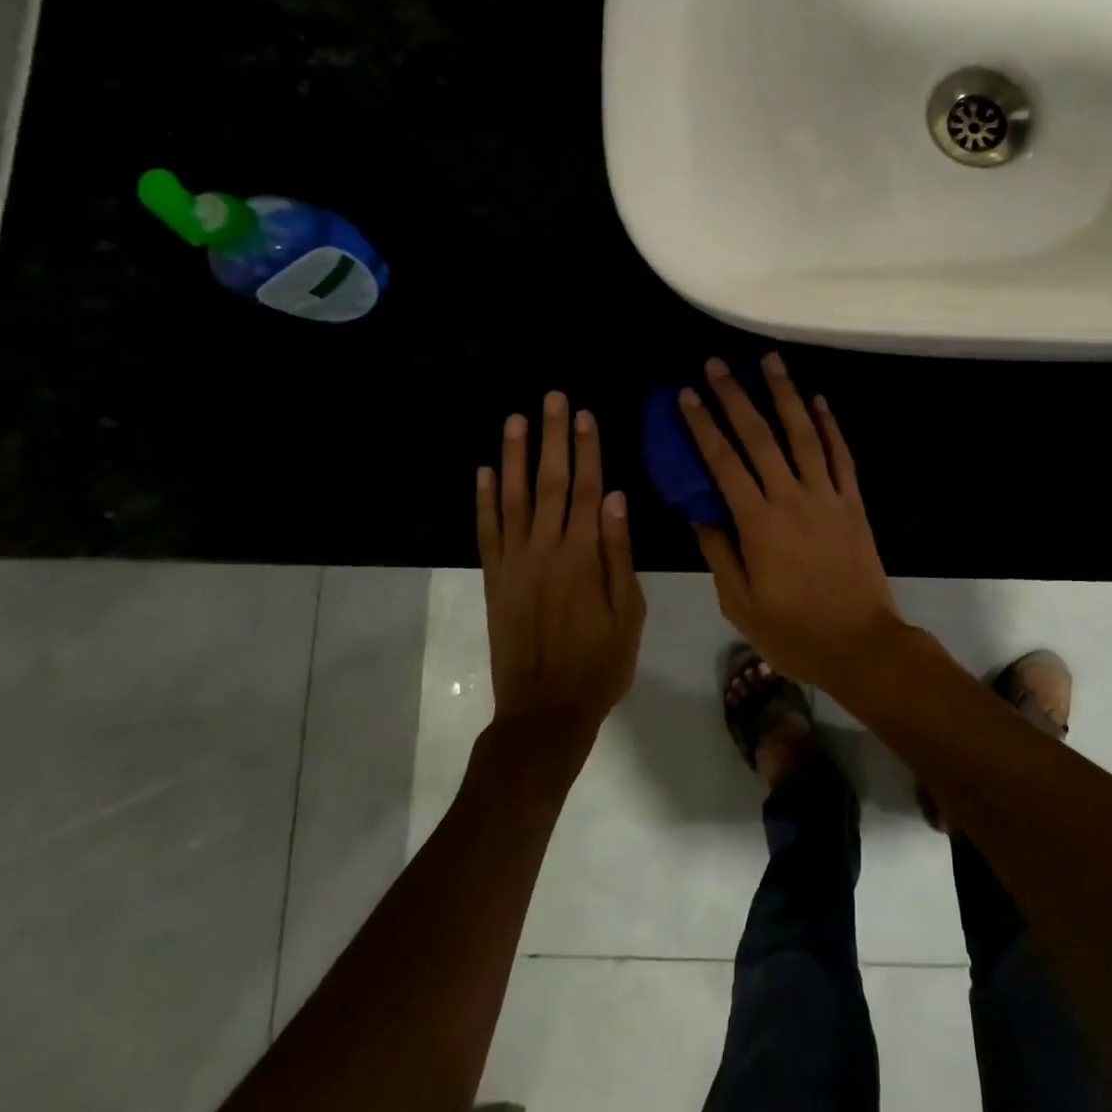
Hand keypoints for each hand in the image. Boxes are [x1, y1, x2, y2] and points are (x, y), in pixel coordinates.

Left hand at [476, 392, 645, 763]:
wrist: (545, 712)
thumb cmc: (600, 663)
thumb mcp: (628, 612)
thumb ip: (618, 552)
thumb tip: (616, 497)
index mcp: (582, 555)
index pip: (586, 489)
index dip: (587, 449)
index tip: (586, 415)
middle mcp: (544, 549)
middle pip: (549, 482)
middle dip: (552, 437)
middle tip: (552, 399)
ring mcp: (513, 563)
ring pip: (511, 498)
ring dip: (512, 456)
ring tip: (515, 420)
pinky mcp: (493, 580)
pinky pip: (486, 532)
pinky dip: (483, 500)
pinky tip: (482, 472)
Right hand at [679, 354, 902, 687]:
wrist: (861, 644)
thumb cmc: (794, 631)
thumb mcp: (740, 603)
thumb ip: (718, 553)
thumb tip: (698, 512)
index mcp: (758, 522)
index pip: (724, 462)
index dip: (703, 425)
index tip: (688, 394)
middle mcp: (792, 497)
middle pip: (760, 436)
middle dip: (736, 396)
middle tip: (718, 363)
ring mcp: (828, 496)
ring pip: (804, 434)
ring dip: (786, 394)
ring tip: (771, 361)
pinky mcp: (854, 502)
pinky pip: (841, 456)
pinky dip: (831, 426)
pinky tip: (819, 401)